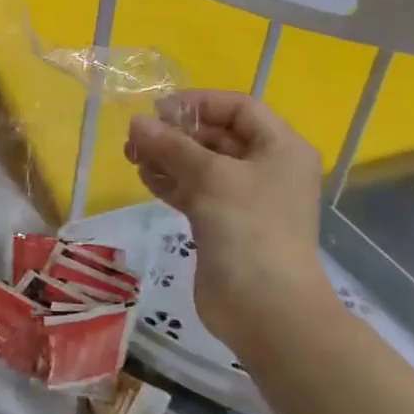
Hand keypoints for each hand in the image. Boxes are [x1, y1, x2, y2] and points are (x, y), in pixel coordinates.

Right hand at [125, 91, 340, 359]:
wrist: (267, 310)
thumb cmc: (249, 229)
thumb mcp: (211, 177)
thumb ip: (172, 145)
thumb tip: (136, 122)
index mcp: (280, 147)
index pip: (238, 108)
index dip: (198, 103)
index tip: (158, 110)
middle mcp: (266, 168)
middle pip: (217, 135)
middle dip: (176, 133)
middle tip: (137, 137)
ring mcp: (246, 199)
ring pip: (202, 165)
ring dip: (168, 156)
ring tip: (133, 156)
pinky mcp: (225, 224)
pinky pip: (196, 191)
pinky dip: (172, 182)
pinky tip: (145, 177)